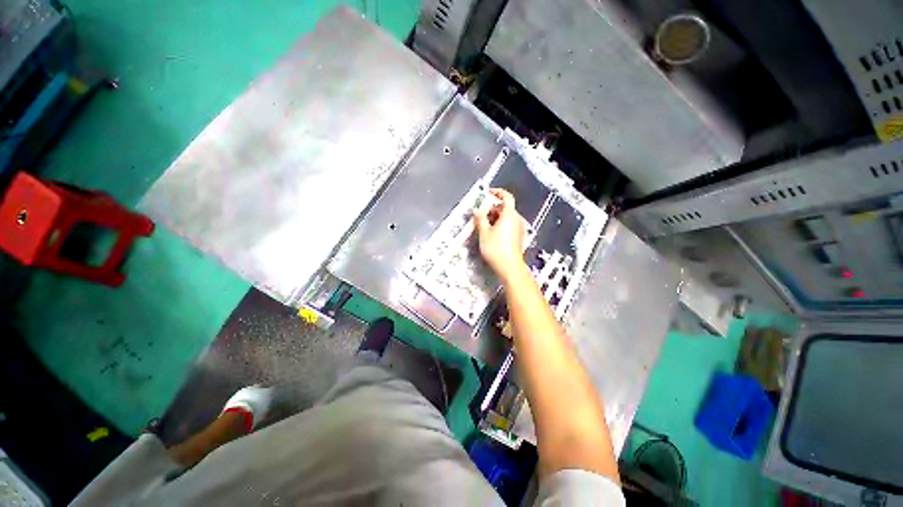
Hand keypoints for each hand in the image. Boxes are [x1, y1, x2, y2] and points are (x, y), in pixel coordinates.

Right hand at [473, 188, 527, 281]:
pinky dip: (500, 224)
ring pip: (507, 217)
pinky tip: (491, 233)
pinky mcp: (518, 236)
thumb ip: (480, 219)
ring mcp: (519, 228)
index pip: (507, 196)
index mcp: (509, 215)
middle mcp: (517, 219)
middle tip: (480, 214)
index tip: (488, 193)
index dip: (498, 192)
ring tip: (483, 224)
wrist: (510, 267)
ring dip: (495, 217)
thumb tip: (477, 209)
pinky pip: (509, 225)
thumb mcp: (484, 233)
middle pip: (505, 207)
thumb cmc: (495, 248)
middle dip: (492, 208)